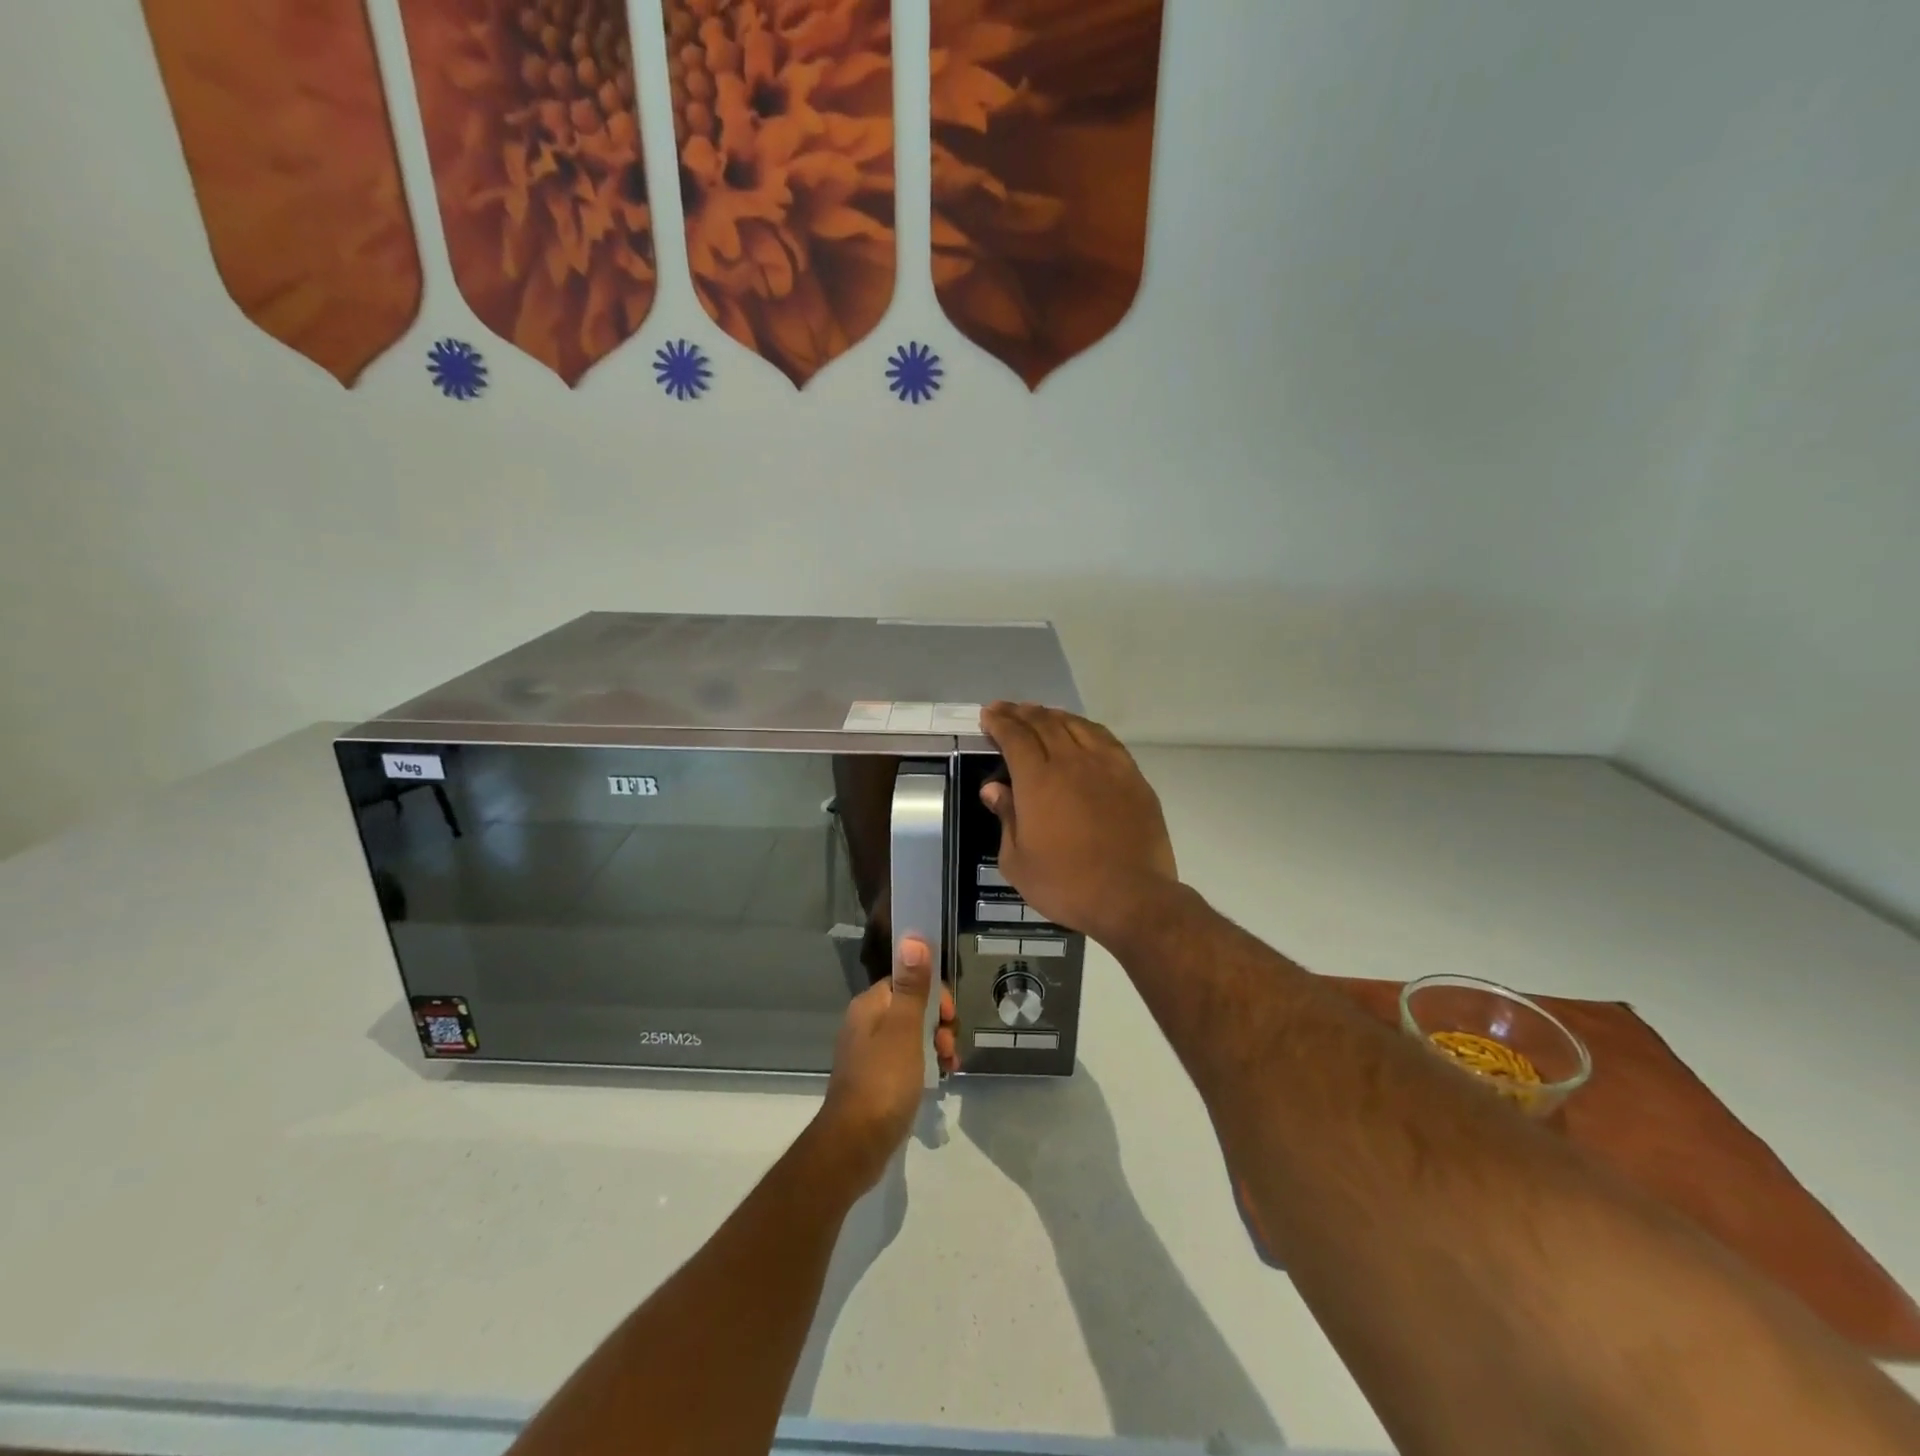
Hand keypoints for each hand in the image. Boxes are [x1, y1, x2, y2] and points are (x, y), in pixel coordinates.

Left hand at [817, 937, 955, 1188]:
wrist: (855, 1145)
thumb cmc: (884, 1081)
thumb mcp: (905, 1030)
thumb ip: (912, 985)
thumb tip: (913, 937)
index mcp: (870, 1006)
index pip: (908, 980)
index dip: (933, 995)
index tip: (948, 1018)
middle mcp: (865, 1023)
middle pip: (912, 1008)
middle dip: (938, 1023)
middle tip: (948, 1048)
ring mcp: (868, 1053)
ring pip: (911, 1035)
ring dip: (935, 1045)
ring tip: (948, 1066)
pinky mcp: (874, 1080)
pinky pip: (905, 1060)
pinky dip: (924, 1065)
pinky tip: (938, 1080)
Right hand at [978, 702, 1178, 946]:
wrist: (1131, 897)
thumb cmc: (1065, 884)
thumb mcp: (1017, 861)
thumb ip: (1005, 818)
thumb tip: (994, 788)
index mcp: (1038, 779)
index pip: (1014, 736)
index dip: (999, 722)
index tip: (988, 715)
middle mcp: (1072, 761)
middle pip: (1044, 723)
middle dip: (1022, 712)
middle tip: (1008, 709)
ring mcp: (1107, 766)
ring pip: (1076, 726)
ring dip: (1054, 715)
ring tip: (1041, 714)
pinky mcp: (1133, 777)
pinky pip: (1105, 739)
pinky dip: (1086, 728)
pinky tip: (1082, 731)